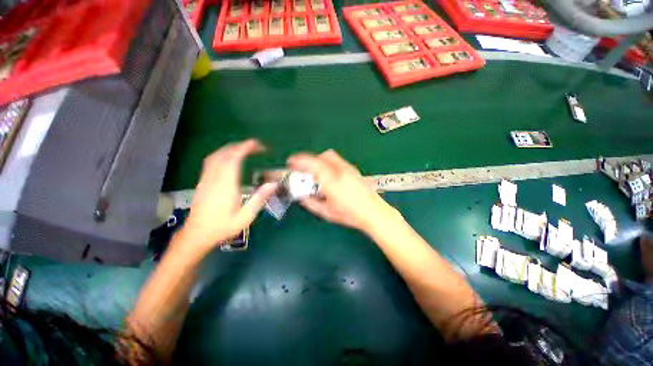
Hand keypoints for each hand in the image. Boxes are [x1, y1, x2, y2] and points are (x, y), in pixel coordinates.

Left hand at [181, 140, 277, 252]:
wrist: (197, 235)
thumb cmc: (223, 226)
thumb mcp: (246, 216)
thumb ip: (260, 199)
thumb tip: (274, 184)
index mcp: (226, 185)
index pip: (234, 159)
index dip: (246, 148)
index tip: (258, 145)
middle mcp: (215, 178)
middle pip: (225, 153)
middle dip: (241, 146)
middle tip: (256, 147)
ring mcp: (206, 178)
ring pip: (216, 155)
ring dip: (231, 148)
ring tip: (245, 150)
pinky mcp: (203, 181)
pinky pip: (211, 161)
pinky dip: (222, 154)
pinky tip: (229, 158)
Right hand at [287, 150, 398, 232]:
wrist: (373, 212)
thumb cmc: (350, 215)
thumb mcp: (327, 213)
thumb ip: (311, 203)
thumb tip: (302, 197)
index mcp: (331, 181)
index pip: (312, 164)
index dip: (299, 161)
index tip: (291, 162)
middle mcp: (340, 171)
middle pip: (322, 156)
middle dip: (310, 160)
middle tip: (305, 170)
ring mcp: (348, 169)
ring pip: (331, 156)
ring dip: (320, 161)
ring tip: (317, 173)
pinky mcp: (354, 170)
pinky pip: (338, 161)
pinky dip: (329, 163)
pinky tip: (330, 175)